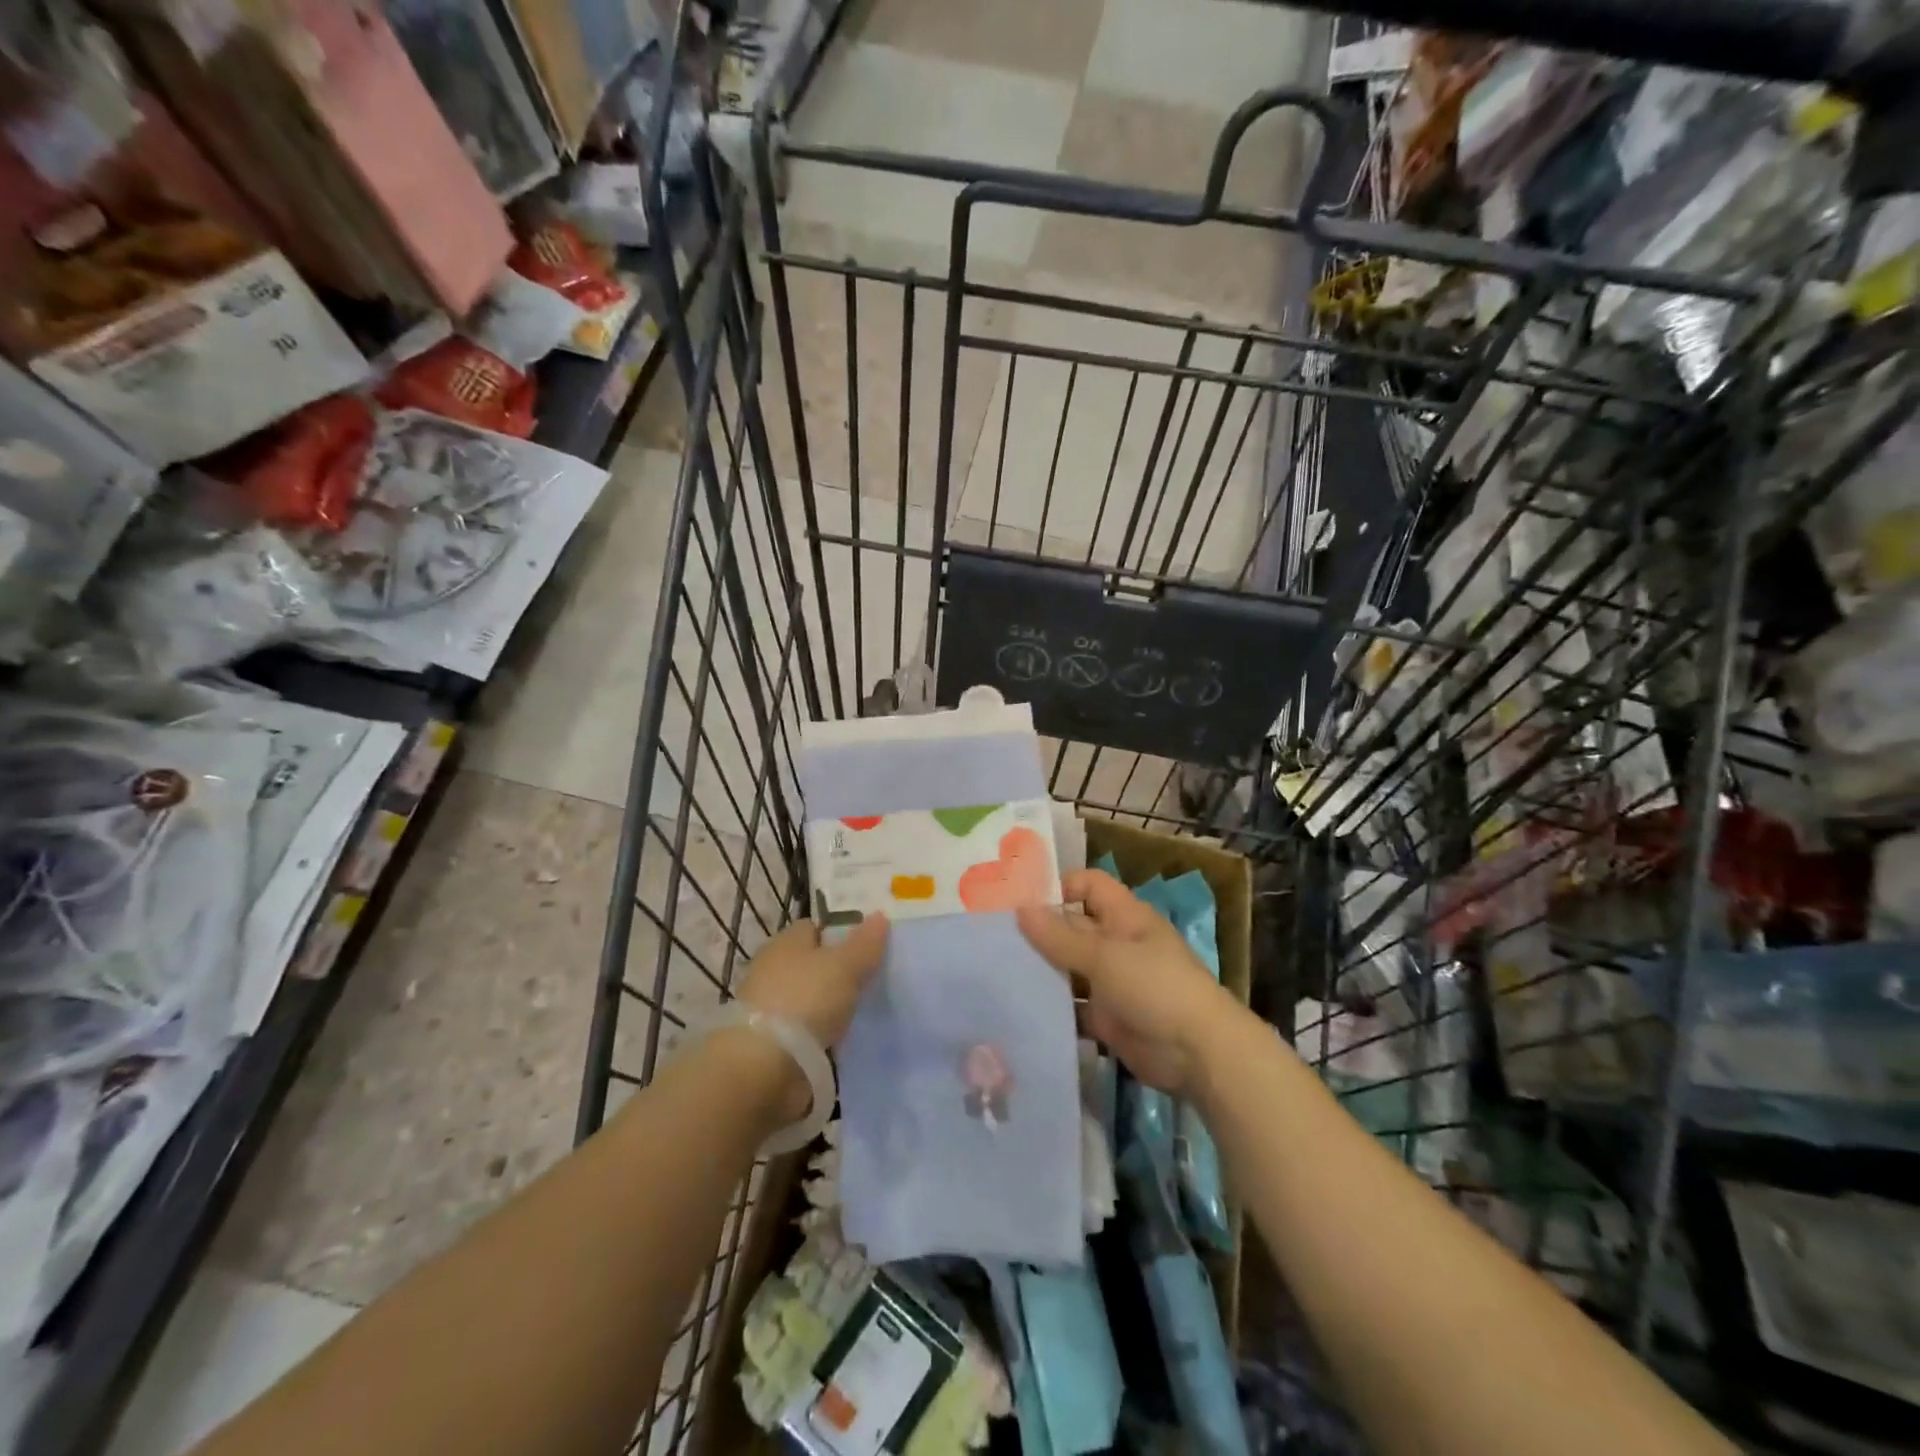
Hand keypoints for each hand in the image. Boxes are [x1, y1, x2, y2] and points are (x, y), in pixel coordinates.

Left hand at [725, 915, 887, 1125]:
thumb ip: (865, 943)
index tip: (870, 945)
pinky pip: (809, 1031)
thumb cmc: (804, 1000)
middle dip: (840, 971)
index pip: (816, 928)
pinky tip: (848, 1040)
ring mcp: (773, 1008)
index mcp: (786, 943)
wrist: (763, 1067)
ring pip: (813, 998)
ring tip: (869, 1011)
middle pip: (815, 963)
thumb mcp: (844, 966)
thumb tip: (880, 915)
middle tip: (876, 979)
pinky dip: (825, 1035)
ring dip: (833, 1006)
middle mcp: (775, 970)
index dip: (842, 932)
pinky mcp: (775, 1044)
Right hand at [1017, 870, 1235, 1097]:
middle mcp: (1116, 943)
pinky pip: (1073, 1005)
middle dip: (1038, 931)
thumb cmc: (1155, 987)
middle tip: (992, 937)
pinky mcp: (1106, 1017)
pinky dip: (1052, 1006)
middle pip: (1072, 926)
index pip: (1087, 885)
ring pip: (1069, 967)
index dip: (1057, 887)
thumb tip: (1020, 909)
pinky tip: (1018, 1007)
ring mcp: (1111, 981)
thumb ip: (1060, 936)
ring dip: (1041, 970)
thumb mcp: (1104, 957)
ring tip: (996, 971)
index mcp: (1124, 916)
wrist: (1197, 1053)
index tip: (1018, 901)